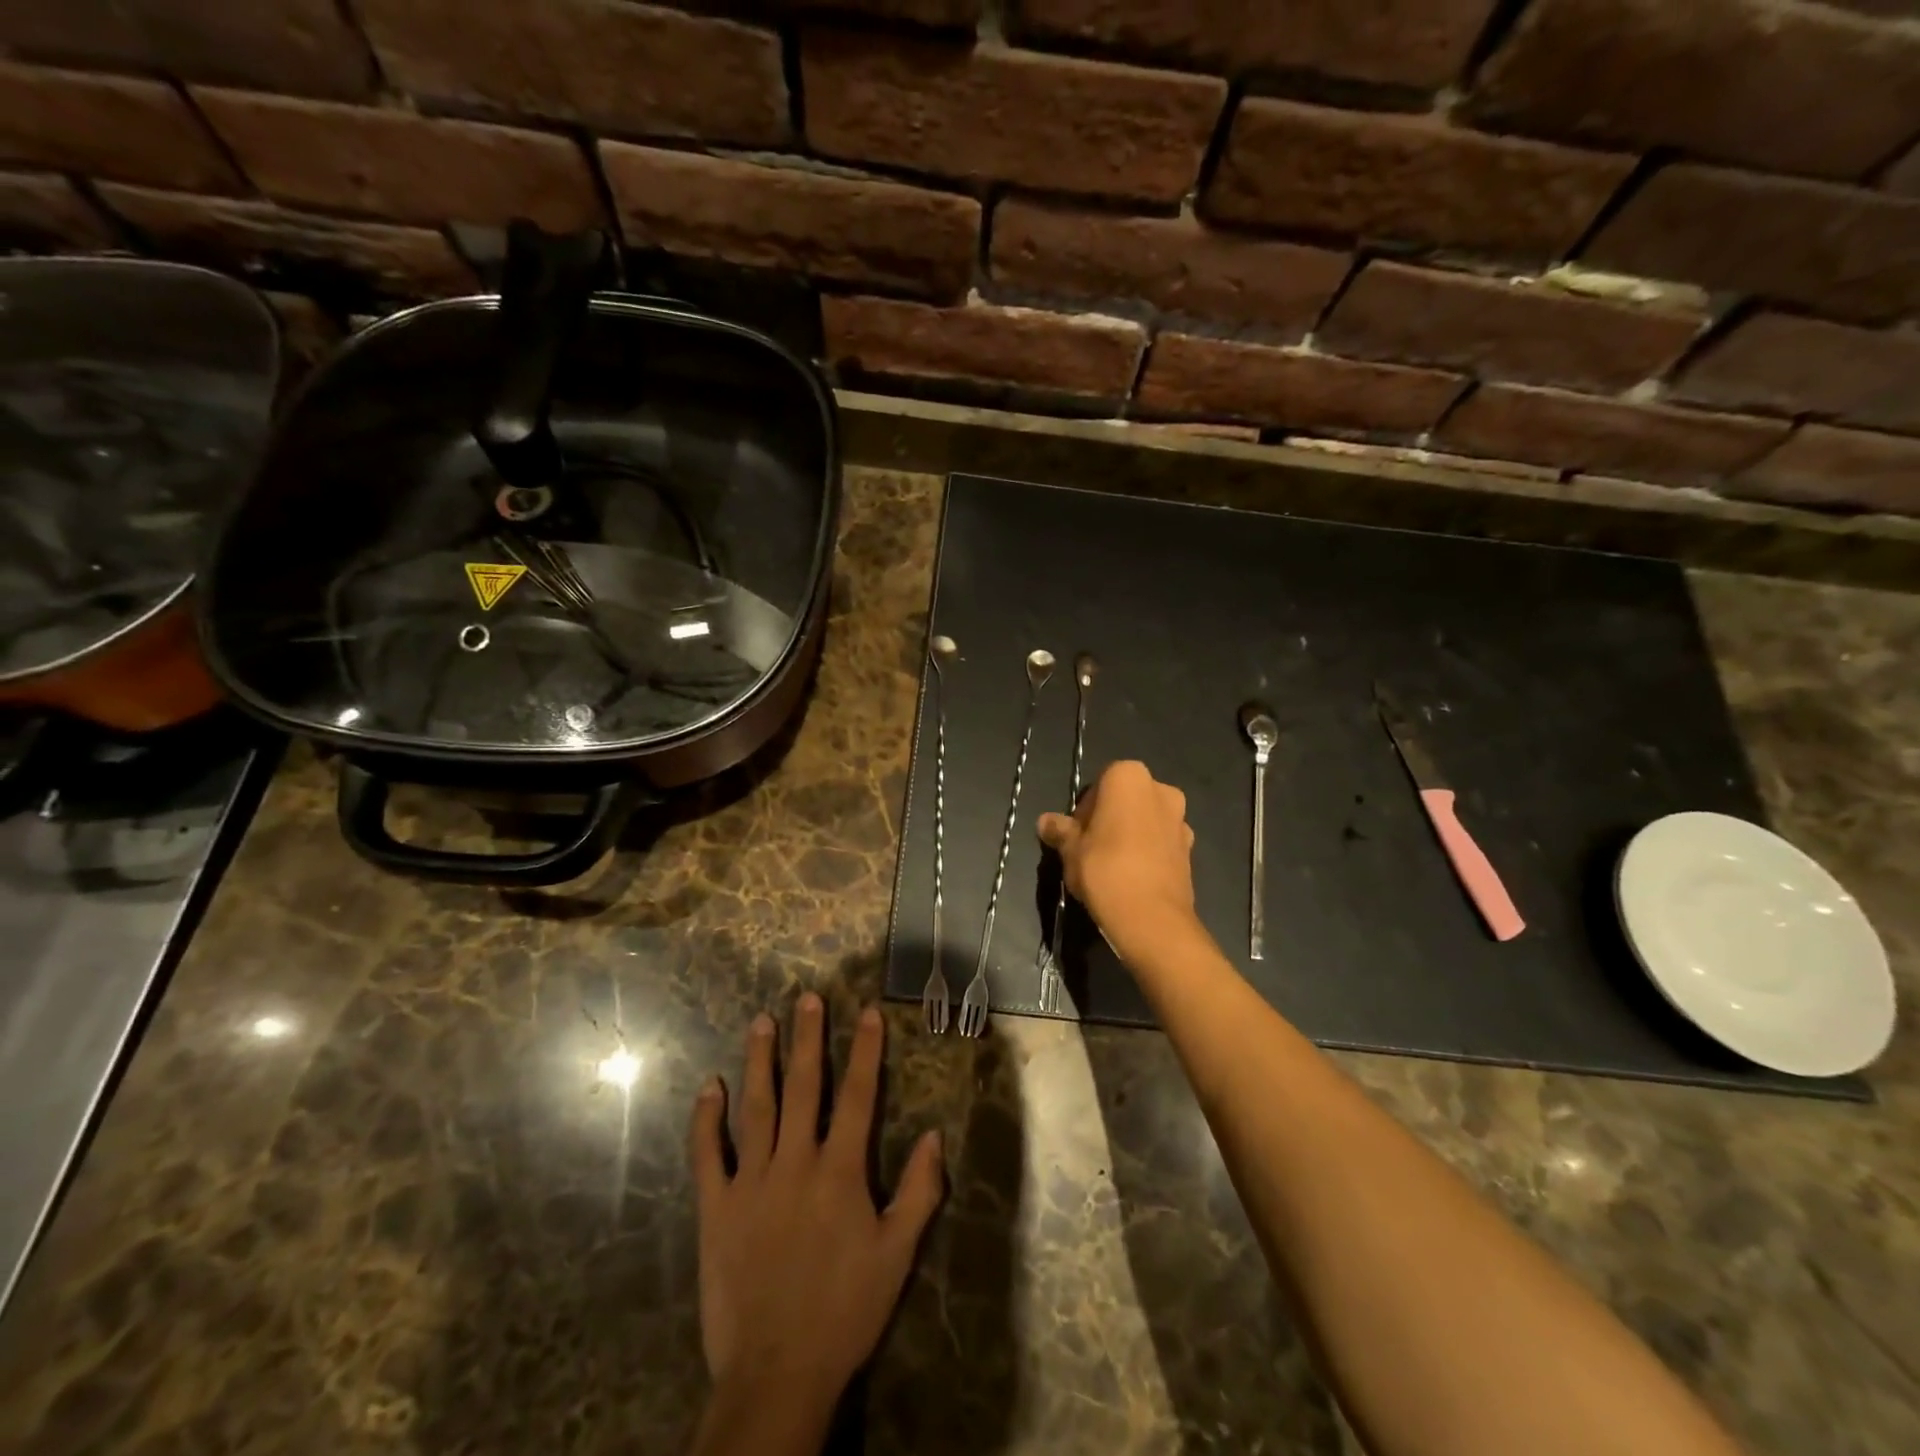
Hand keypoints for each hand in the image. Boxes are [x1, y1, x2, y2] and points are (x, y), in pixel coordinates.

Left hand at [688, 994, 943, 1453]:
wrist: (777, 1373)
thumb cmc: (845, 1310)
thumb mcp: (897, 1254)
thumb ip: (920, 1191)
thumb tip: (935, 1133)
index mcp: (840, 1170)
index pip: (859, 1095)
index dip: (866, 1050)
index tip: (867, 1012)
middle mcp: (795, 1162)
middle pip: (804, 1087)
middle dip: (808, 1039)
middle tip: (807, 998)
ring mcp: (751, 1182)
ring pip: (756, 1107)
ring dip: (759, 1061)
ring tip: (761, 1022)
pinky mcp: (716, 1207)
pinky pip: (708, 1154)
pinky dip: (706, 1119)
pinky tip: (709, 1087)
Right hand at [1037, 760, 1199, 958]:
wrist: (1151, 918)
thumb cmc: (1104, 869)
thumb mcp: (1070, 849)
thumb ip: (1060, 831)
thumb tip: (1045, 821)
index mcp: (1128, 777)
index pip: (1099, 783)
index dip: (1084, 809)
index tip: (1076, 833)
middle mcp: (1161, 789)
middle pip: (1126, 799)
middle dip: (1110, 818)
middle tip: (1091, 848)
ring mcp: (1181, 819)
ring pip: (1146, 820)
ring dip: (1131, 834)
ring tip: (1112, 865)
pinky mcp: (1191, 849)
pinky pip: (1161, 842)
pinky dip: (1149, 852)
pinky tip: (1132, 877)